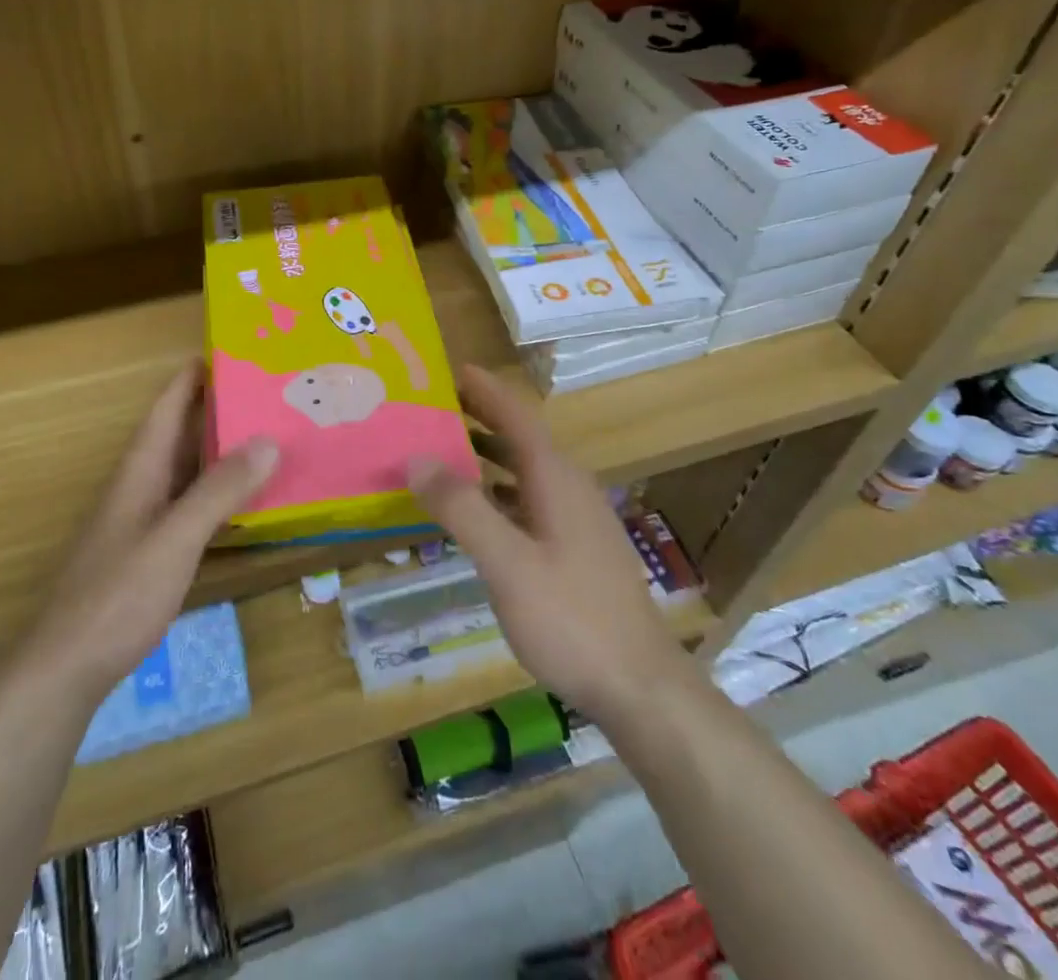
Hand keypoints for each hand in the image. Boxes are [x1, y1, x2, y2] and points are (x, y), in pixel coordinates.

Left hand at [13, 360, 278, 709]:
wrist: (66, 668)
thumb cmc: (118, 595)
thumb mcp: (175, 538)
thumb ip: (219, 490)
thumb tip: (268, 439)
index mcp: (140, 470)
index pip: (166, 407)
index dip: (192, 376)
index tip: (231, 349)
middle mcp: (139, 485)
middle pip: (178, 433)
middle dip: (216, 408)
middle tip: (266, 391)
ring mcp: (142, 520)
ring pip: (185, 469)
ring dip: (218, 448)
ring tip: (265, 433)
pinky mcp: (149, 551)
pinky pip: (189, 503)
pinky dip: (216, 490)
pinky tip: (243, 499)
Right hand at [410, 366, 690, 725]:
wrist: (641, 688)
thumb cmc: (571, 619)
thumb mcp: (507, 564)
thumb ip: (462, 508)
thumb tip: (417, 457)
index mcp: (555, 479)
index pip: (517, 417)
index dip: (486, 390)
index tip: (453, 369)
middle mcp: (569, 488)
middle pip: (521, 439)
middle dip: (481, 418)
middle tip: (435, 406)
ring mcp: (577, 520)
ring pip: (526, 471)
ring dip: (488, 456)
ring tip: (445, 451)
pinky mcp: (578, 549)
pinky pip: (530, 500)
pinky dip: (499, 492)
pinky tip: (478, 512)